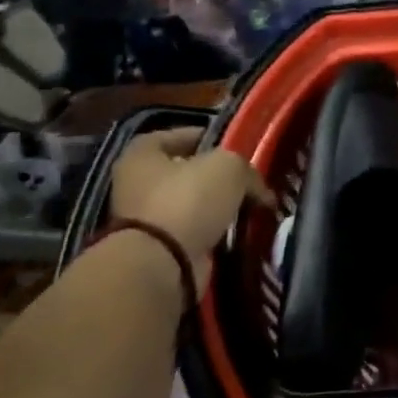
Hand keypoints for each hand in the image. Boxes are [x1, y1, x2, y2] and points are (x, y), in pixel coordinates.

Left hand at [110, 128, 271, 286]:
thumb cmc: (188, 200)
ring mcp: (146, 219)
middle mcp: (137, 184)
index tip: (235, 144)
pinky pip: (196, 232)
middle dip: (218, 177)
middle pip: (186, 172)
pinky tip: (241, 231)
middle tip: (250, 179)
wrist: (164, 261)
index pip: (175, 135)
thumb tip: (261, 191)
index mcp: (141, 156)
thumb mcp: (228, 168)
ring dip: (220, 207)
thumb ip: (247, 170)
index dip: (206, 136)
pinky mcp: (161, 247)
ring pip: (194, 204)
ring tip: (253, 206)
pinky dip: (216, 232)